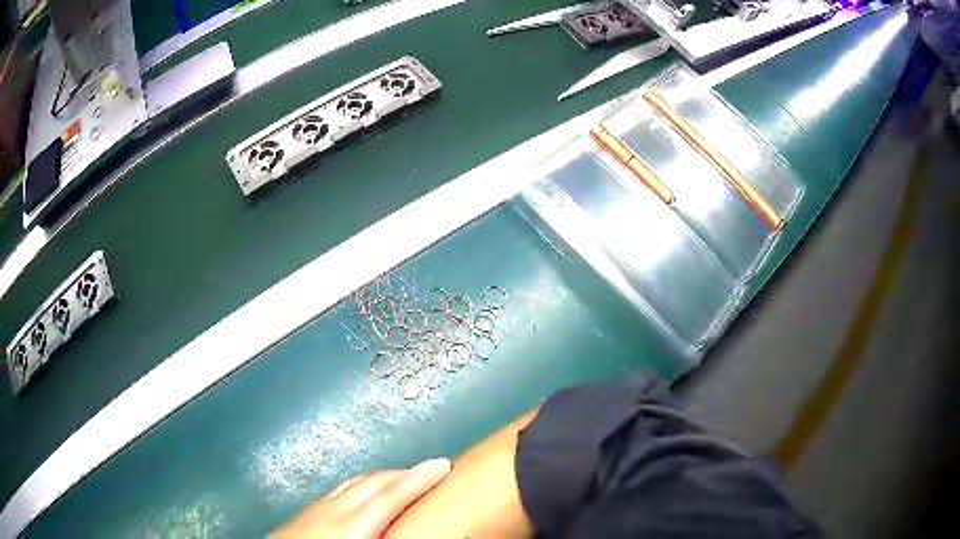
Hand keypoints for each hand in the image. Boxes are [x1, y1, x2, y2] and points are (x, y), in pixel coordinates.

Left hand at [271, 458, 451, 538]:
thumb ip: (389, 538)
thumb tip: (413, 531)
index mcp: (352, 525)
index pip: (393, 494)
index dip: (421, 478)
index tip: (442, 465)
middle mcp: (335, 509)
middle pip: (375, 481)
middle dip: (403, 473)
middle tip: (427, 473)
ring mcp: (316, 507)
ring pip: (355, 482)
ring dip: (381, 477)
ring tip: (399, 480)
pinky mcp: (304, 511)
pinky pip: (338, 489)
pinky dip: (359, 485)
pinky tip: (359, 495)